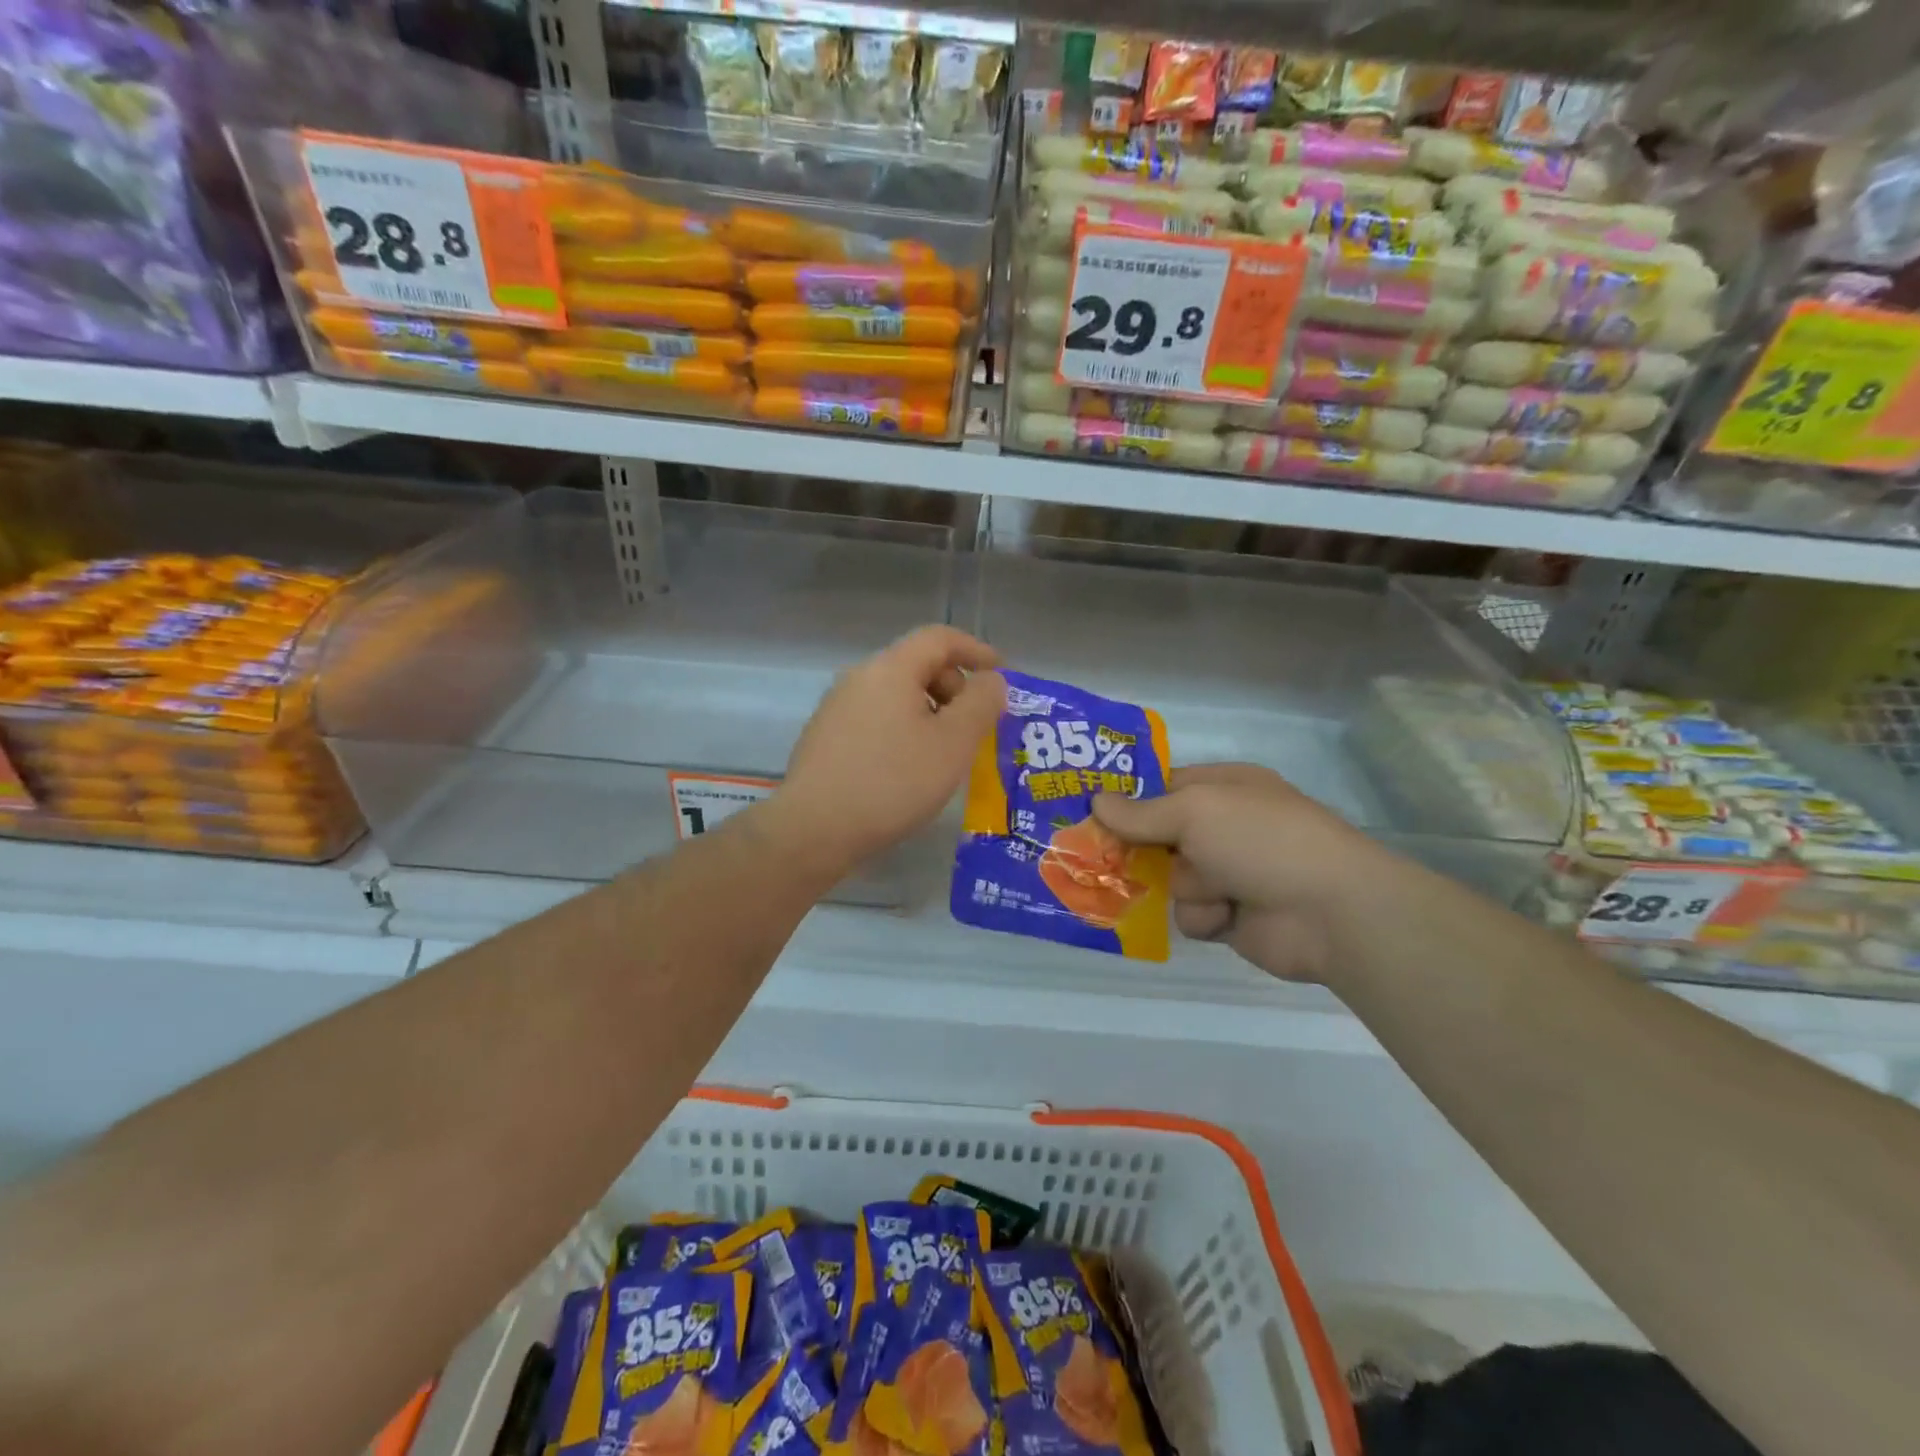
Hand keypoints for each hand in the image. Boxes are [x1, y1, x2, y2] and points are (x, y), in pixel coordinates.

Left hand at [774, 625, 1003, 875]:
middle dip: (954, 688)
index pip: (939, 638)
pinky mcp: (826, 737)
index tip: (1001, 676)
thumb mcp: (953, 743)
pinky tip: (909, 768)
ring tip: (946, 753)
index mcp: (890, 668)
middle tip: (975, 727)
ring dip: (930, 713)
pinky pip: (877, 718)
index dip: (976, 650)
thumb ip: (981, 704)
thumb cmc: (892, 782)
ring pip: (896, 695)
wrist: (813, 829)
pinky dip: (904, 729)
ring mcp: (837, 707)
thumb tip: (991, 680)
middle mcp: (859, 677)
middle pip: (917, 665)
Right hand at [1092, 763, 1383, 981]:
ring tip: (1214, 890)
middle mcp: (1225, 827)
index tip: (1092, 812)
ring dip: (1186, 887)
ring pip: (1172, 878)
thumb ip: (1141, 812)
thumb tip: (1095, 800)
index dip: (1129, 799)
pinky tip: (1225, 916)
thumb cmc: (1261, 841)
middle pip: (1159, 836)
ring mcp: (1230, 872)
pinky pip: (1191, 913)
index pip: (1164, 787)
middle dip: (1142, 850)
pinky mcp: (1231, 915)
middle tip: (1105, 857)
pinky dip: (1203, 915)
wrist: (1331, 912)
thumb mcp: (1195, 811)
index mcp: (1224, 788)